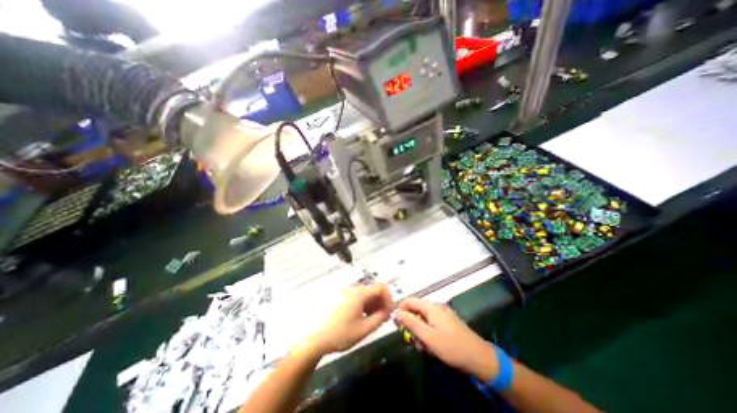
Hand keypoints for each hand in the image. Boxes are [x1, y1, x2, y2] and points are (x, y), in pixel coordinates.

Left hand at [302, 286, 394, 356]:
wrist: (314, 339)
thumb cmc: (340, 334)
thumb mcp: (363, 330)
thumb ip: (379, 319)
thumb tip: (386, 312)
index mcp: (359, 294)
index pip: (380, 287)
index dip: (388, 298)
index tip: (389, 312)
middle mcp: (352, 289)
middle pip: (372, 289)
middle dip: (380, 302)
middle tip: (382, 318)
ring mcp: (344, 292)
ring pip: (364, 294)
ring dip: (372, 304)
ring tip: (372, 319)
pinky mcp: (339, 297)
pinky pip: (356, 297)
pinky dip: (363, 304)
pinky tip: (360, 317)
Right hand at [395, 297, 497, 380]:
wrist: (479, 358)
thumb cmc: (451, 347)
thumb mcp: (428, 336)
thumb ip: (411, 323)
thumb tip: (397, 312)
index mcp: (431, 307)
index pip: (410, 300)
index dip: (401, 309)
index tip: (396, 324)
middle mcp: (436, 307)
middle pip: (416, 309)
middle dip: (411, 323)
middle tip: (410, 339)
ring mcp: (443, 315)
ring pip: (424, 318)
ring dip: (419, 330)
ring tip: (422, 346)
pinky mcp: (448, 323)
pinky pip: (432, 323)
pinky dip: (427, 332)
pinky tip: (430, 345)